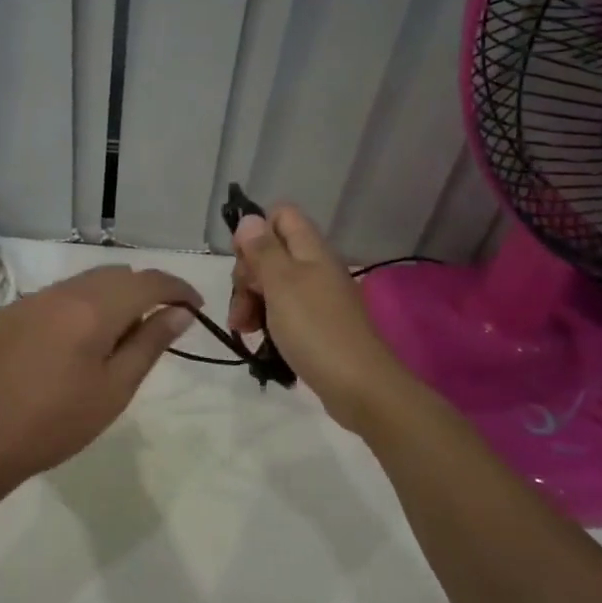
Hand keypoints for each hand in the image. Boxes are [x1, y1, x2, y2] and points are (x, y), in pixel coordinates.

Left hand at [0, 265, 200, 480]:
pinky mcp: (9, 313)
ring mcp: (31, 299)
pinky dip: (78, 307)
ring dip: (110, 297)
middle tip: (158, 326)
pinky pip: (56, 297)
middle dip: (144, 291)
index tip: (195, 307)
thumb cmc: (58, 422)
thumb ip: (150, 343)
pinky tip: (74, 343)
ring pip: (85, 282)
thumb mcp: (115, 388)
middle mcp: (61, 292)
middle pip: (116, 275)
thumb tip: (180, 313)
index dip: (178, 289)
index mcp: (92, 309)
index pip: (148, 281)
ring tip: (116, 336)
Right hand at [228, 206, 412, 429]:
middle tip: (241, 304)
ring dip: (251, 301)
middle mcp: (316, 267)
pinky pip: (284, 311)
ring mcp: (318, 297)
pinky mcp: (317, 325)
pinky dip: (267, 320)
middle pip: (271, 252)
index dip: (255, 232)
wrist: (360, 386)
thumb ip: (263, 250)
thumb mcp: (281, 284)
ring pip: (273, 284)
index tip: (243, 263)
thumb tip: (249, 218)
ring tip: (243, 328)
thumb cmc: (316, 329)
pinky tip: (259, 339)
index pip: (281, 216)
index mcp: (311, 250)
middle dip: (247, 275)